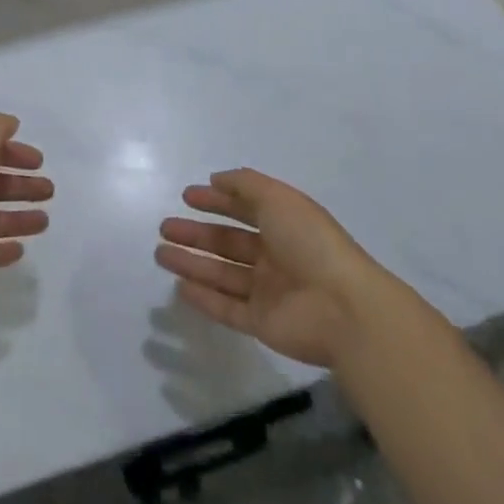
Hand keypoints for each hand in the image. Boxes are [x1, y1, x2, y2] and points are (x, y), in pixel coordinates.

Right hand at [156, 168, 384, 368]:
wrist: (343, 308)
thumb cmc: (310, 243)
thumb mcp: (278, 198)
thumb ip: (244, 184)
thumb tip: (216, 179)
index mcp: (283, 223)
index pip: (244, 208)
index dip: (216, 200)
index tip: (186, 197)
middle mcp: (275, 255)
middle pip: (227, 242)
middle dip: (196, 233)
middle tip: (164, 228)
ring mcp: (269, 291)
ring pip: (222, 274)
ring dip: (191, 263)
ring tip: (160, 254)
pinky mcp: (262, 324)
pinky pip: (227, 308)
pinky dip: (203, 298)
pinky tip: (179, 287)